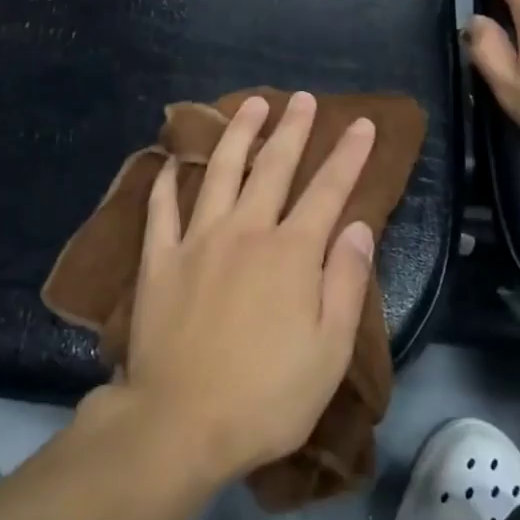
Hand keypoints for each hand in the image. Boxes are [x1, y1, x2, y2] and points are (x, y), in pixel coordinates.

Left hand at [114, 92, 377, 483]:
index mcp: (291, 252)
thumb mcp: (328, 350)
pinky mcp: (159, 258)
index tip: (361, 123)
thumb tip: (358, 227)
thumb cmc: (266, 395)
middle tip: (301, 98)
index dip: (348, 154)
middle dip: (292, 129)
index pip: (328, 190)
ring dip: (237, 134)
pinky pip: (162, 208)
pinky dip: (167, 181)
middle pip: (273, 167)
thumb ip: (345, 281)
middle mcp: (245, 230)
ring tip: (251, 105)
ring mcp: (197, 239)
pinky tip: (172, 161)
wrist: (180, 421)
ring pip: (219, 171)